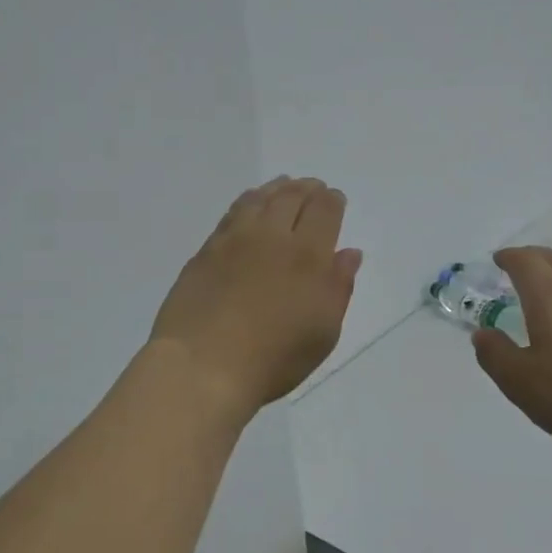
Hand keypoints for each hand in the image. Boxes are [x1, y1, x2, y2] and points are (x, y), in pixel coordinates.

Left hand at [150, 178, 362, 416]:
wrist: (203, 365)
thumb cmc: (274, 358)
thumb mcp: (323, 332)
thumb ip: (339, 287)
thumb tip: (349, 252)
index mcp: (308, 255)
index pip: (324, 211)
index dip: (332, 201)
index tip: (335, 199)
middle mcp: (272, 236)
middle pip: (292, 197)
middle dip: (307, 188)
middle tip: (313, 187)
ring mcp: (234, 240)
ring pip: (259, 199)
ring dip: (276, 189)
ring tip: (283, 187)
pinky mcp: (206, 250)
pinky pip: (232, 213)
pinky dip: (248, 202)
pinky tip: (249, 207)